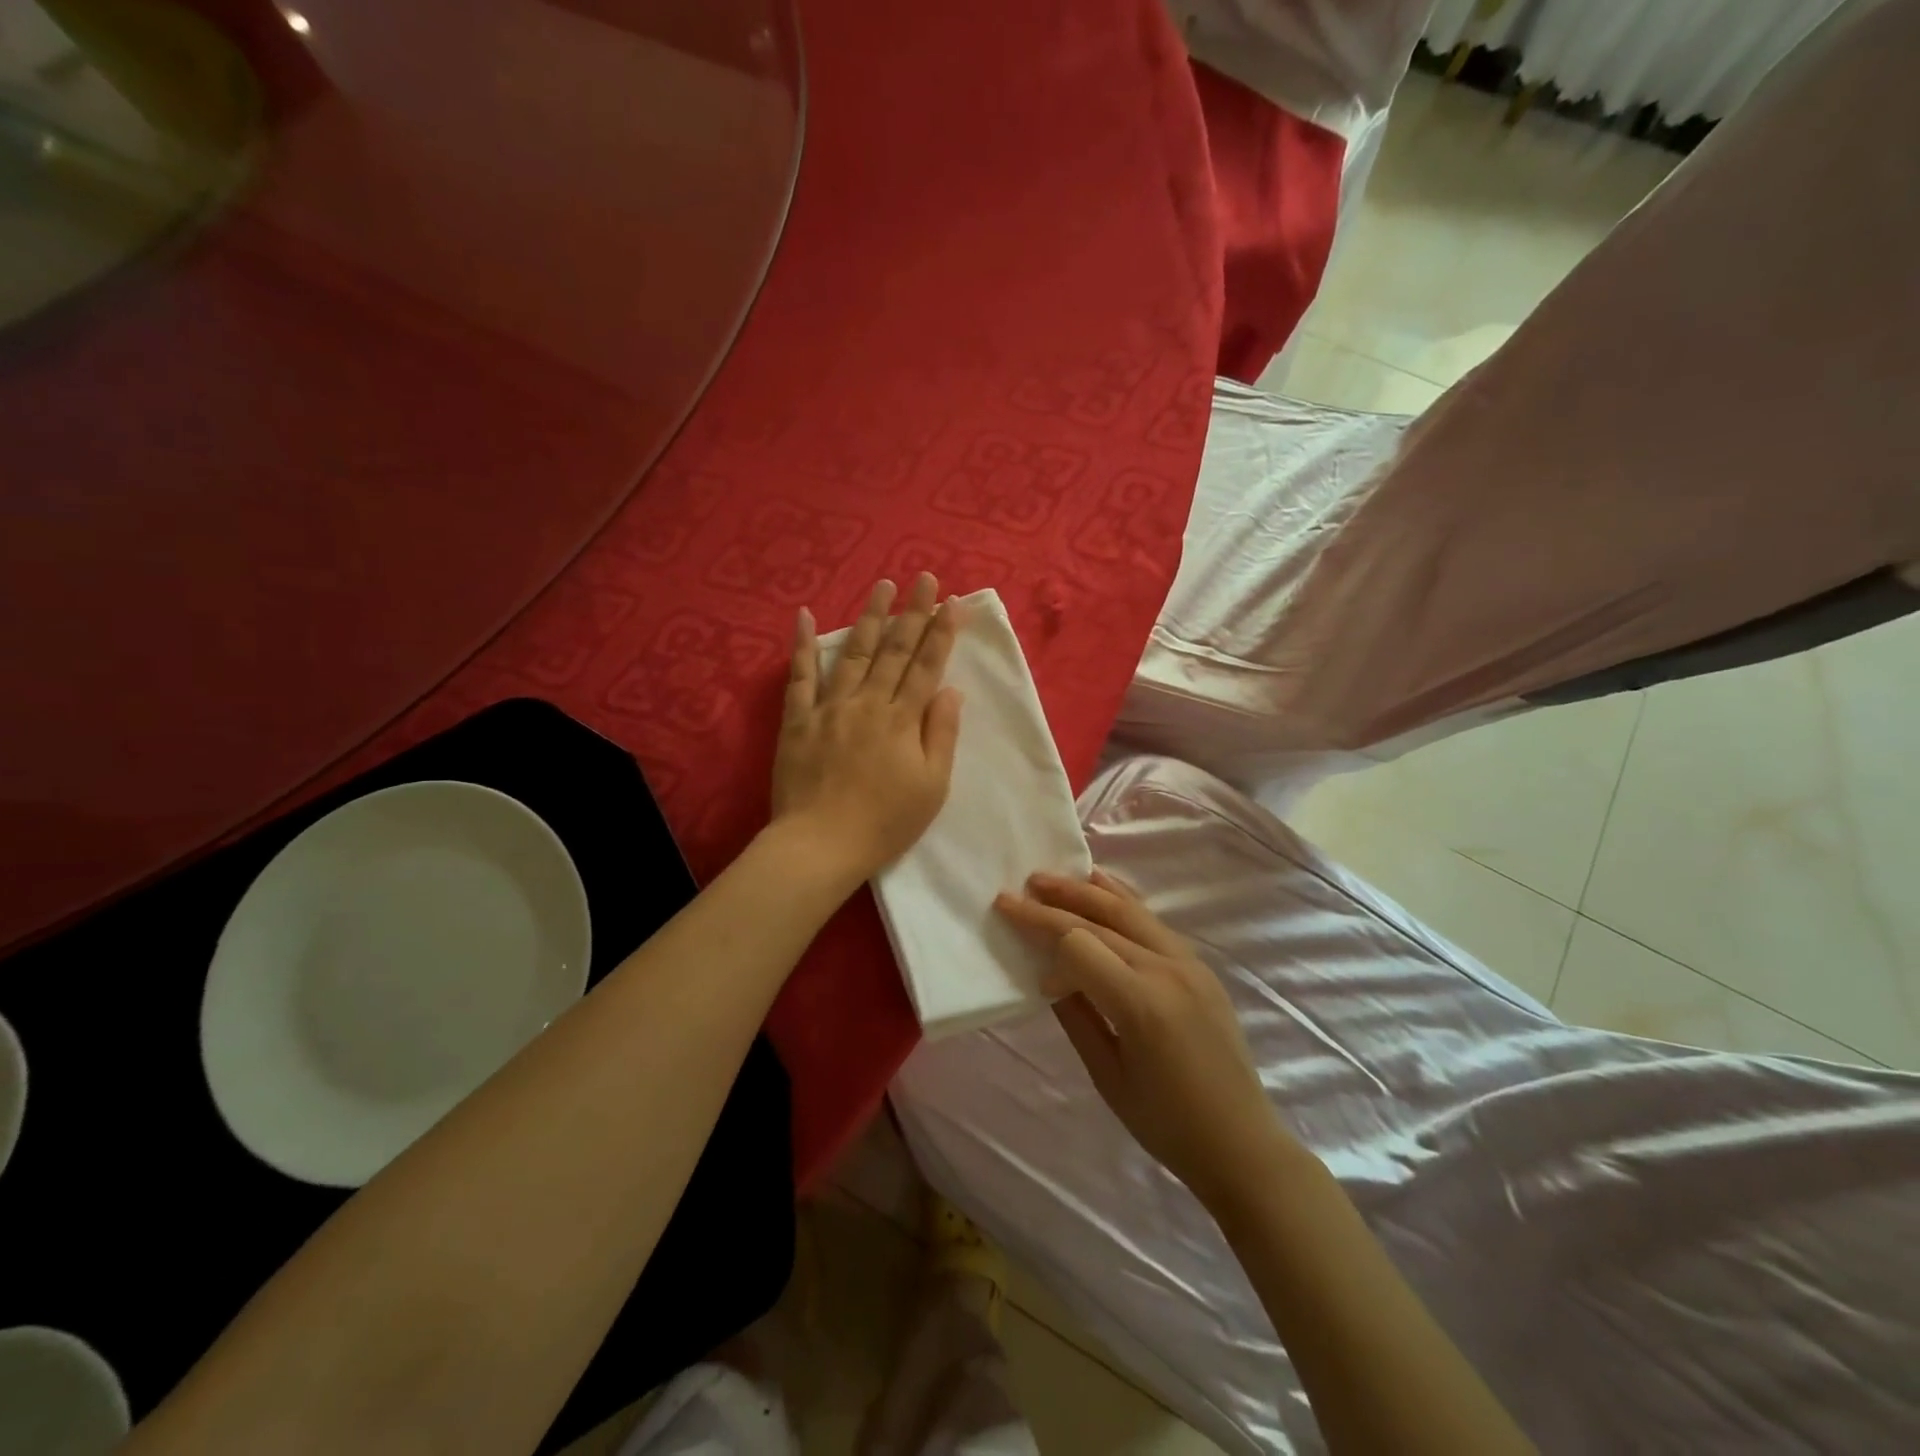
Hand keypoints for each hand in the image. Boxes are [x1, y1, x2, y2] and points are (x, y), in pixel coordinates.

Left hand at [772, 573, 963, 880]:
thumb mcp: (931, 786)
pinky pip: (800, 676)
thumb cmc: (885, 822)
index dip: (942, 633)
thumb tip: (950, 690)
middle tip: (924, 578)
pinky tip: (806, 615)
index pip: (927, 666)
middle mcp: (868, 703)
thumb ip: (941, 734)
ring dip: (869, 616)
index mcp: (902, 720)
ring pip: (853, 652)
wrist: (820, 844)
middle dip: (912, 612)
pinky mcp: (797, 720)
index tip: (952, 602)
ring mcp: (829, 708)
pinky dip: (803, 644)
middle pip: (894, 650)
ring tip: (882, 584)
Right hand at [996, 870, 1290, 1209]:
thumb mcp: (1107, 1075)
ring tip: (1050, 878)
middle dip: (1053, 904)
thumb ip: (1075, 1016)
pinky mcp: (1199, 965)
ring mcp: (1188, 962)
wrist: (1241, 1142)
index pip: (1079, 946)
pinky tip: (1101, 885)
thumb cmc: (1167, 1123)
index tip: (1031, 967)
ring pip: (1128, 910)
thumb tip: (1048, 975)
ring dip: (1085, 891)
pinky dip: (1121, 900)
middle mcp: (1167, 969)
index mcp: (1142, 1003)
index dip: (1047, 947)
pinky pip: (1152, 921)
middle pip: (1099, 921)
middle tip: (1017, 890)